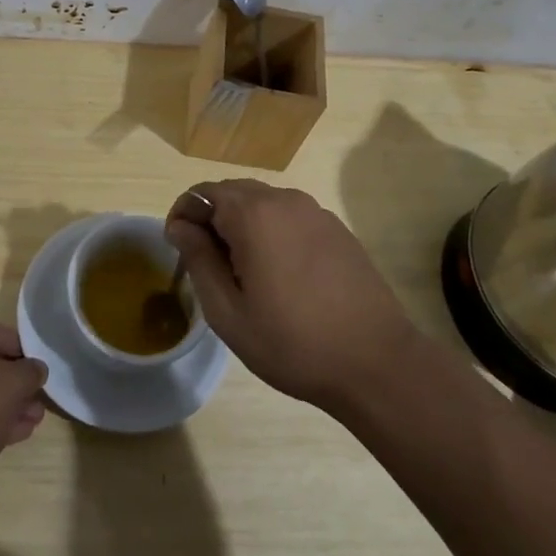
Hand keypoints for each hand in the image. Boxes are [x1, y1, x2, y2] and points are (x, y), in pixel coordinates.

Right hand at [165, 180, 421, 416]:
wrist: (377, 363)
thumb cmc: (292, 343)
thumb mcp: (228, 312)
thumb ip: (198, 260)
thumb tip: (179, 226)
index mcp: (253, 214)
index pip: (201, 193)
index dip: (182, 217)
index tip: (178, 250)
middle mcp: (284, 199)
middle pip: (232, 192)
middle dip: (211, 219)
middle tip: (207, 265)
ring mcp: (315, 211)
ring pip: (262, 203)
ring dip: (242, 225)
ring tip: (243, 272)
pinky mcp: (336, 228)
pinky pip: (290, 216)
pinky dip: (272, 232)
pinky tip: (280, 274)